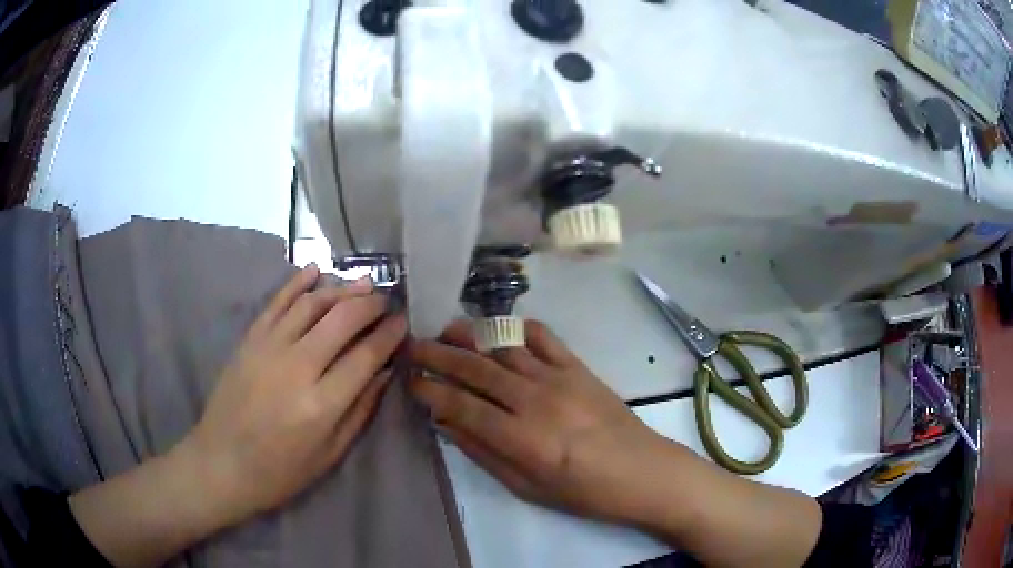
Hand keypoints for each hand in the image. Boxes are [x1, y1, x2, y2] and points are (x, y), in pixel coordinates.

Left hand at [70, 266, 408, 567]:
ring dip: (341, 289)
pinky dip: (297, 283)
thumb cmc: (281, 470)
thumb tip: (384, 372)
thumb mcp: (330, 454)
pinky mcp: (249, 340)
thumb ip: (360, 410)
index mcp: (321, 404)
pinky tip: (316, 270)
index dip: (389, 335)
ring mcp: (269, 348)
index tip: (403, 321)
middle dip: (371, 304)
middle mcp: (297, 367)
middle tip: (387, 300)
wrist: (222, 463)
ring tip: (363, 283)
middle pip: (342, 319)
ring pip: (312, 304)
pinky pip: (277, 302)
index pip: (366, 355)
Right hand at [409, 319, 669, 522]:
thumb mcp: (527, 487)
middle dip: (438, 355)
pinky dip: (517, 328)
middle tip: (413, 347)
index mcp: (522, 438)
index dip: (430, 392)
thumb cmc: (583, 492)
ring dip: (470, 336)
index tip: (410, 382)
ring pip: (504, 347)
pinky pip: (543, 337)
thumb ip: (484, 453)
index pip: (461, 406)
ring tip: (445, 331)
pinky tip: (499, 330)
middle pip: (476, 369)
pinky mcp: (579, 367)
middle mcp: (535, 400)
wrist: (641, 471)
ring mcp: (559, 377)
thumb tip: (448, 424)